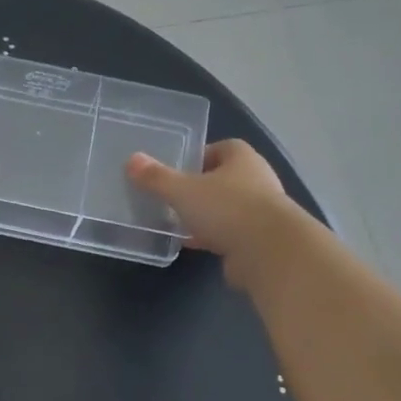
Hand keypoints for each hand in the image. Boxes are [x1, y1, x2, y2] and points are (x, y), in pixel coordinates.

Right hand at [127, 140, 292, 284]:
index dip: (198, 156)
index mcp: (242, 158)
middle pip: (222, 179)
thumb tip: (132, 160)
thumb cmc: (227, 208)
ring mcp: (261, 211)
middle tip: (172, 197)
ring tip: (177, 221)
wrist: (269, 252)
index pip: (220, 148)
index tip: (176, 170)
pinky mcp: (259, 240)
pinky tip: (191, 244)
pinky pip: (230, 233)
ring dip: (206, 214)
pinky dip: (212, 236)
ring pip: (226, 208)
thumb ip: (156, 178)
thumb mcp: (183, 191)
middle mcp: (256, 180)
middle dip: (199, 188)